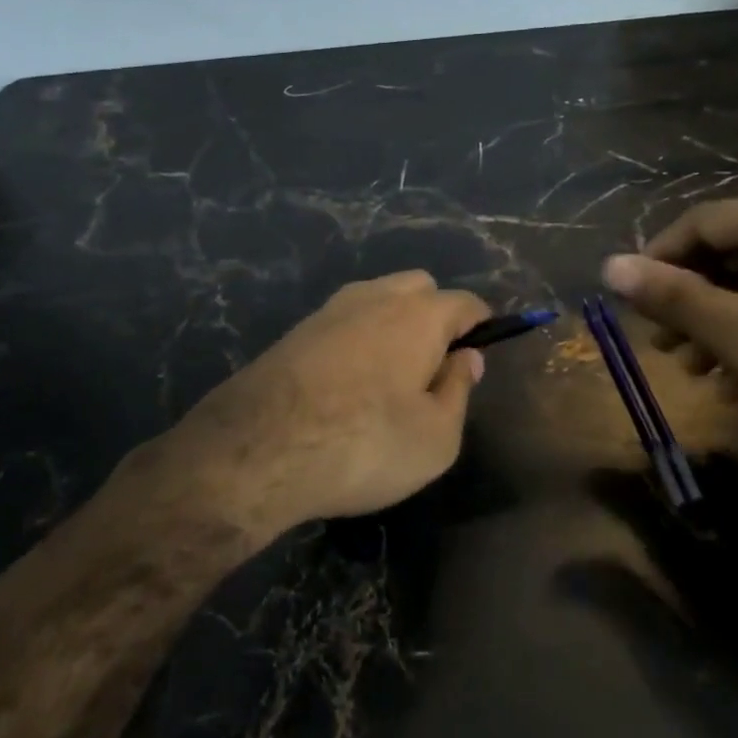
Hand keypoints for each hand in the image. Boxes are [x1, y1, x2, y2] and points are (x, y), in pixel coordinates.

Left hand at [155, 270, 489, 535]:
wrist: (257, 450)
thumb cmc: (364, 445)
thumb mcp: (436, 438)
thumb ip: (458, 391)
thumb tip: (465, 357)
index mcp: (418, 315)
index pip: (465, 303)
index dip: (480, 327)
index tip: (479, 355)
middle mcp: (374, 298)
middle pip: (419, 287)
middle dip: (435, 315)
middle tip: (432, 368)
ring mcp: (329, 310)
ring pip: (377, 299)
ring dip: (393, 324)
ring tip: (390, 378)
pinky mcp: (295, 331)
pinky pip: (343, 321)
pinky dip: (358, 339)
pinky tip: (348, 383)